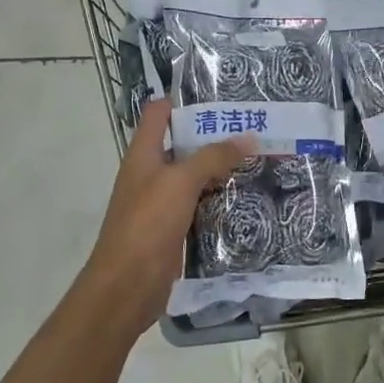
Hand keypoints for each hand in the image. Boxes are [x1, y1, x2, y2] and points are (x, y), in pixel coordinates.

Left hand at [73, 102, 252, 343]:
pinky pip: (199, 205)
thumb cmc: (147, 224)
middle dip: (214, 136)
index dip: (183, 100)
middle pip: (182, 144)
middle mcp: (150, 174)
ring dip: (220, 169)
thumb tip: (249, 137)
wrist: (126, 286)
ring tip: (258, 158)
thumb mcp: (180, 182)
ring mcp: (161, 203)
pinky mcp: (173, 229)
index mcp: (143, 154)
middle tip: (253, 128)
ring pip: (194, 176)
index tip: (220, 96)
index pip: (159, 113)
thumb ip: (213, 157)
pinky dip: (218, 199)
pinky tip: (245, 197)